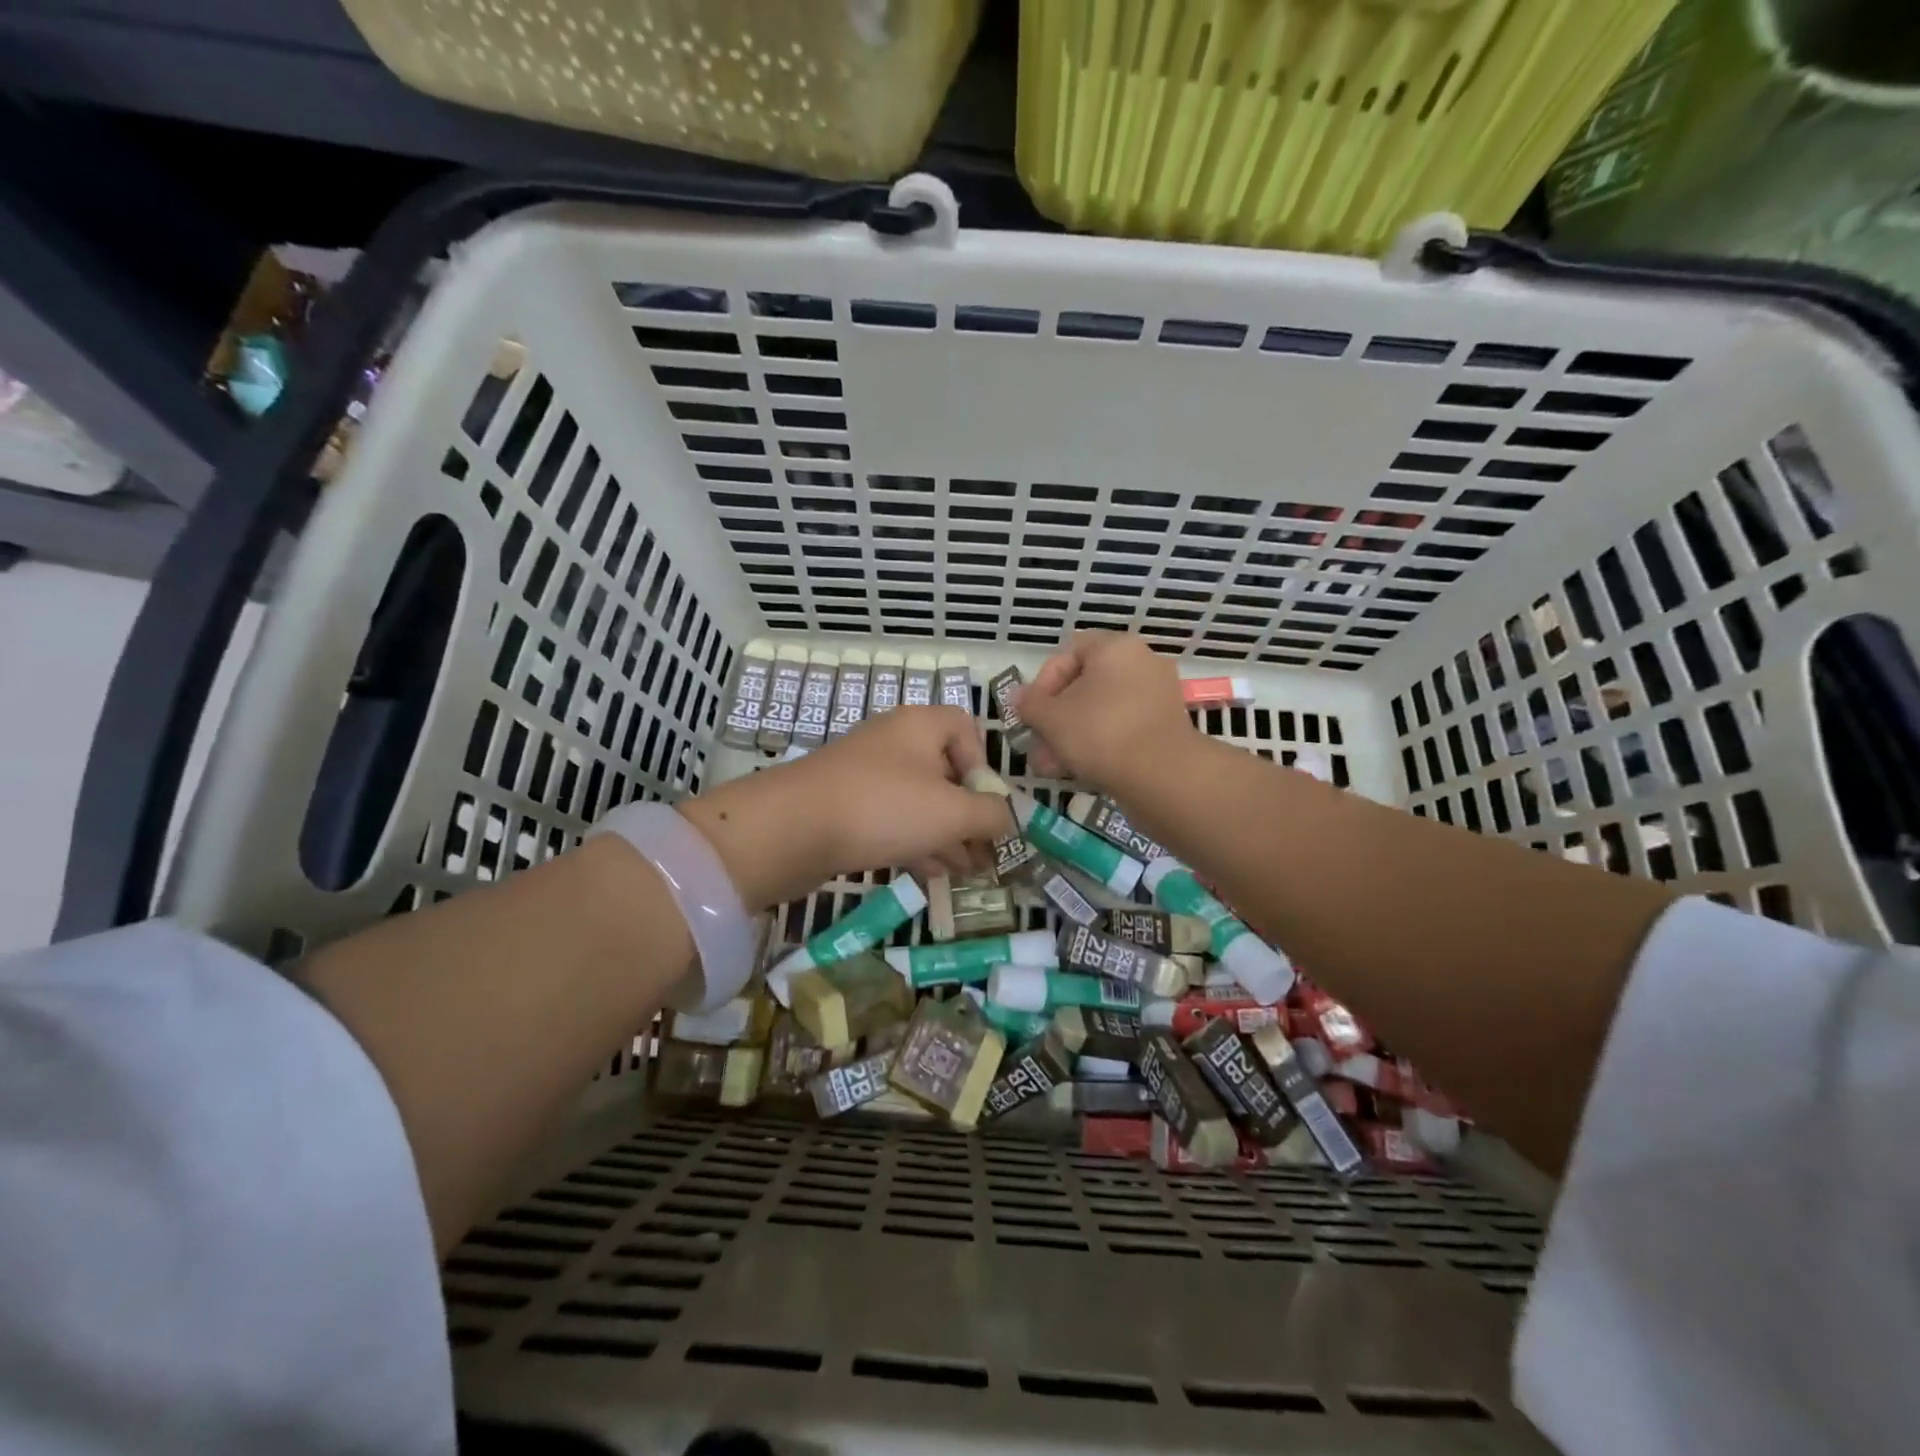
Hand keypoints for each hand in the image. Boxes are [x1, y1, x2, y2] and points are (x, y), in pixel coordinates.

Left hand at [678, 707, 1015, 909]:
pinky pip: (891, 820)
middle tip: (985, 853)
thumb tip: (1008, 819)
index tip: (984, 802)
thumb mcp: (952, 813)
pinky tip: (929, 875)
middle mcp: (893, 742)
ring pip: (918, 802)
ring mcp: (865, 775)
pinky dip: (914, 842)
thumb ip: (991, 815)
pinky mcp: (845, 806)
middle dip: (969, 815)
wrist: (791, 828)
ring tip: (965, 873)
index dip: (983, 765)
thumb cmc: (883, 807)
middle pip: (945, 772)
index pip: (965, 728)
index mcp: (921, 725)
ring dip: (945, 835)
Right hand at [1016, 631, 1197, 791]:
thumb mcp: (1052, 718)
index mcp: (1116, 648)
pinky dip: (1099, 744)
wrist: (1163, 776)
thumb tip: (1017, 696)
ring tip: (1052, 767)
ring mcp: (1157, 695)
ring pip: (1101, 710)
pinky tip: (1079, 770)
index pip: (1069, 652)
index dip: (1044, 681)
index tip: (1032, 712)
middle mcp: (1141, 663)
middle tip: (1038, 747)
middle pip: (1085, 685)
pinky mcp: (1165, 726)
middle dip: (1055, 718)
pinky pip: (1123, 726)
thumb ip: (1030, 704)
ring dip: (1071, 736)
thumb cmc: (1100, 733)